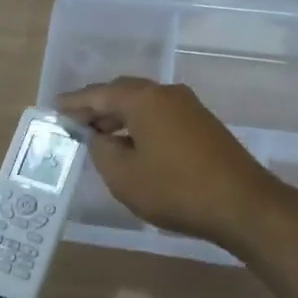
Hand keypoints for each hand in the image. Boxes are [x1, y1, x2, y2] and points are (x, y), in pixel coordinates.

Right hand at [58, 77, 290, 250]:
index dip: (73, 103)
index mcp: (142, 99)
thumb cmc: (174, 189)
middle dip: (97, 106)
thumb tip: (99, 137)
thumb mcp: (123, 176)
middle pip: (122, 93)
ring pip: (143, 104)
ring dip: (119, 117)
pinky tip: (132, 146)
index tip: (54, 109)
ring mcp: (189, 107)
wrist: (242, 204)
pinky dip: (139, 125)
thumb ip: (101, 151)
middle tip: (75, 122)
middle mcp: (166, 93)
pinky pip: (160, 116)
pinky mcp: (203, 125)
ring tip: (99, 137)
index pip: (98, 94)